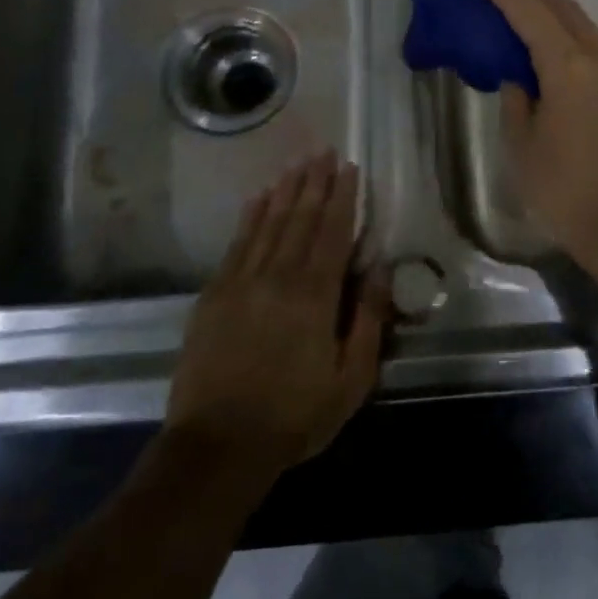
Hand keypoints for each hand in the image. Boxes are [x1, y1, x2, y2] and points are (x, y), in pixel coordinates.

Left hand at [165, 153, 389, 480]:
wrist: (218, 445)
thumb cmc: (294, 414)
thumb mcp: (351, 378)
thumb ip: (368, 319)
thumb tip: (383, 269)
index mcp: (315, 295)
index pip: (333, 232)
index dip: (343, 197)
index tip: (350, 168)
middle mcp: (278, 276)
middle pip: (300, 218)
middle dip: (315, 182)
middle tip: (324, 152)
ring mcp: (241, 282)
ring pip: (269, 223)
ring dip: (286, 190)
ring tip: (298, 164)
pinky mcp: (214, 294)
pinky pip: (237, 243)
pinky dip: (250, 216)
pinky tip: (258, 198)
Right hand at [469, 0, 597, 260]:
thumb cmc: (563, 188)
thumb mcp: (521, 144)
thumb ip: (516, 98)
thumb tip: (521, 79)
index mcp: (570, 67)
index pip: (531, 14)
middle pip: (561, 7)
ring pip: (581, 23)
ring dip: (550, 8)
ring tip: (520, 0)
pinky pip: (594, 45)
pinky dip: (567, 32)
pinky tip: (550, 39)